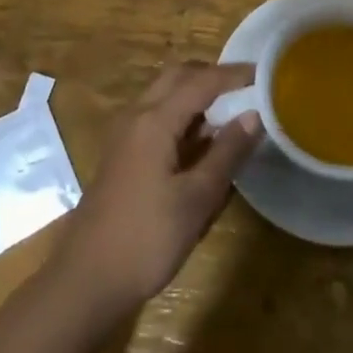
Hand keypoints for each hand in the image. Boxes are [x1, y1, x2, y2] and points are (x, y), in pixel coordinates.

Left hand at [48, 63, 262, 320]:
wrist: (87, 279)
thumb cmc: (147, 239)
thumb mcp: (197, 199)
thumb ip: (227, 153)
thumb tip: (254, 115)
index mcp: (154, 120)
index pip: (201, 81)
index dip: (234, 75)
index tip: (265, 74)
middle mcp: (136, 115)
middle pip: (177, 76)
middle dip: (212, 75)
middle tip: (246, 88)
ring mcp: (125, 133)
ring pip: (163, 93)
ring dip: (195, 92)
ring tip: (231, 110)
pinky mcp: (122, 152)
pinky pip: (155, 114)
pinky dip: (181, 112)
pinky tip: (202, 138)